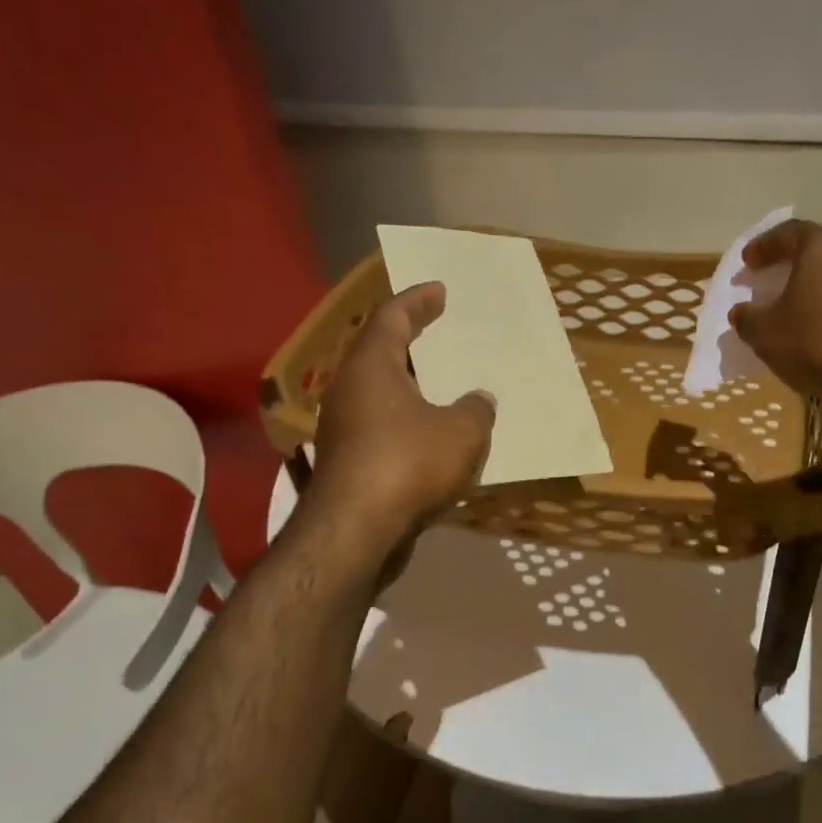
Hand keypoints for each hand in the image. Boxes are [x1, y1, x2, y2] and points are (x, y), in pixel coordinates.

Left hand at [307, 283, 494, 557]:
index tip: (438, 290)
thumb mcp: (462, 432)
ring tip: (442, 385)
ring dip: (409, 386)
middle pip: (379, 352)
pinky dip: (406, 421)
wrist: (356, 532)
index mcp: (371, 367)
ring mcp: (342, 428)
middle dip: (410, 341)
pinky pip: (381, 427)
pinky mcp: (346, 463)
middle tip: (438, 332)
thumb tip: (479, 401)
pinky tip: (432, 436)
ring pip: (379, 393)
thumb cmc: (408, 464)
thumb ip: (476, 409)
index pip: (391, 317)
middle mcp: (349, 390)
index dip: (417, 300)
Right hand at [729, 219, 821, 412]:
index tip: (747, 262)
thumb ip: (747, 318)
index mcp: (820, 245)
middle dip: (789, 261)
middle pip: (816, 246)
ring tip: (795, 303)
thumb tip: (741, 312)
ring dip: (814, 282)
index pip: (785, 232)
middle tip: (769, 279)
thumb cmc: (818, 344)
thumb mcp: (766, 335)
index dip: (762, 246)